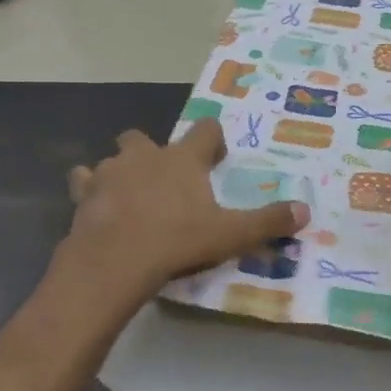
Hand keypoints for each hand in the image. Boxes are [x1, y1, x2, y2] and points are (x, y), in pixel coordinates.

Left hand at [60, 120, 309, 308]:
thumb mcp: (230, 235)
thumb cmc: (177, 241)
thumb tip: (306, 211)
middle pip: (145, 137)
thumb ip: (267, 222)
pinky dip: (90, 189)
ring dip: (122, 169)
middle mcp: (145, 156)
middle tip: (167, 177)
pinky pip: (84, 181)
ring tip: (131, 194)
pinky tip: (97, 205)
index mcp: (183, 159)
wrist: (115, 260)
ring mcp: (110, 172)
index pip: (204, 130)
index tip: (217, 158)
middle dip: (155, 151)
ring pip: (114, 157)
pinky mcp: (84, 194)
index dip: (213, 140)